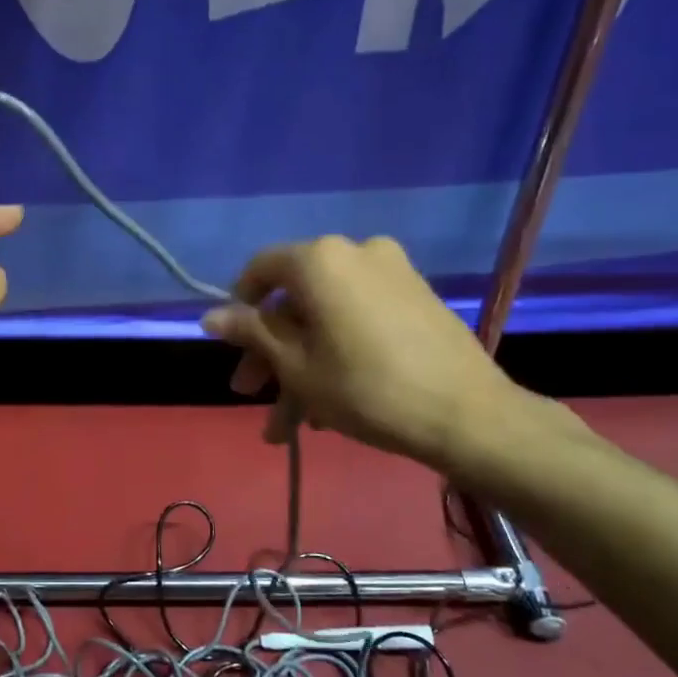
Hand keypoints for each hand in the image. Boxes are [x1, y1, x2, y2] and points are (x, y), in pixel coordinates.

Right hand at [200, 235, 536, 476]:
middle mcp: (356, 252)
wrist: (468, 415)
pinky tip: (328, 407)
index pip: (261, 269)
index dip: (239, 307)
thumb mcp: (295, 365)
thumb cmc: (365, 387)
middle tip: (253, 393)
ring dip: (302, 364)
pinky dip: (337, 352)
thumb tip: (209, 316)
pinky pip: (359, 320)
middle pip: (295, 299)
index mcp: (320, 260)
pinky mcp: (416, 299)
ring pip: (326, 317)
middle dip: (270, 350)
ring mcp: (392, 274)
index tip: (234, 348)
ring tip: (292, 423)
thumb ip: (251, 333)